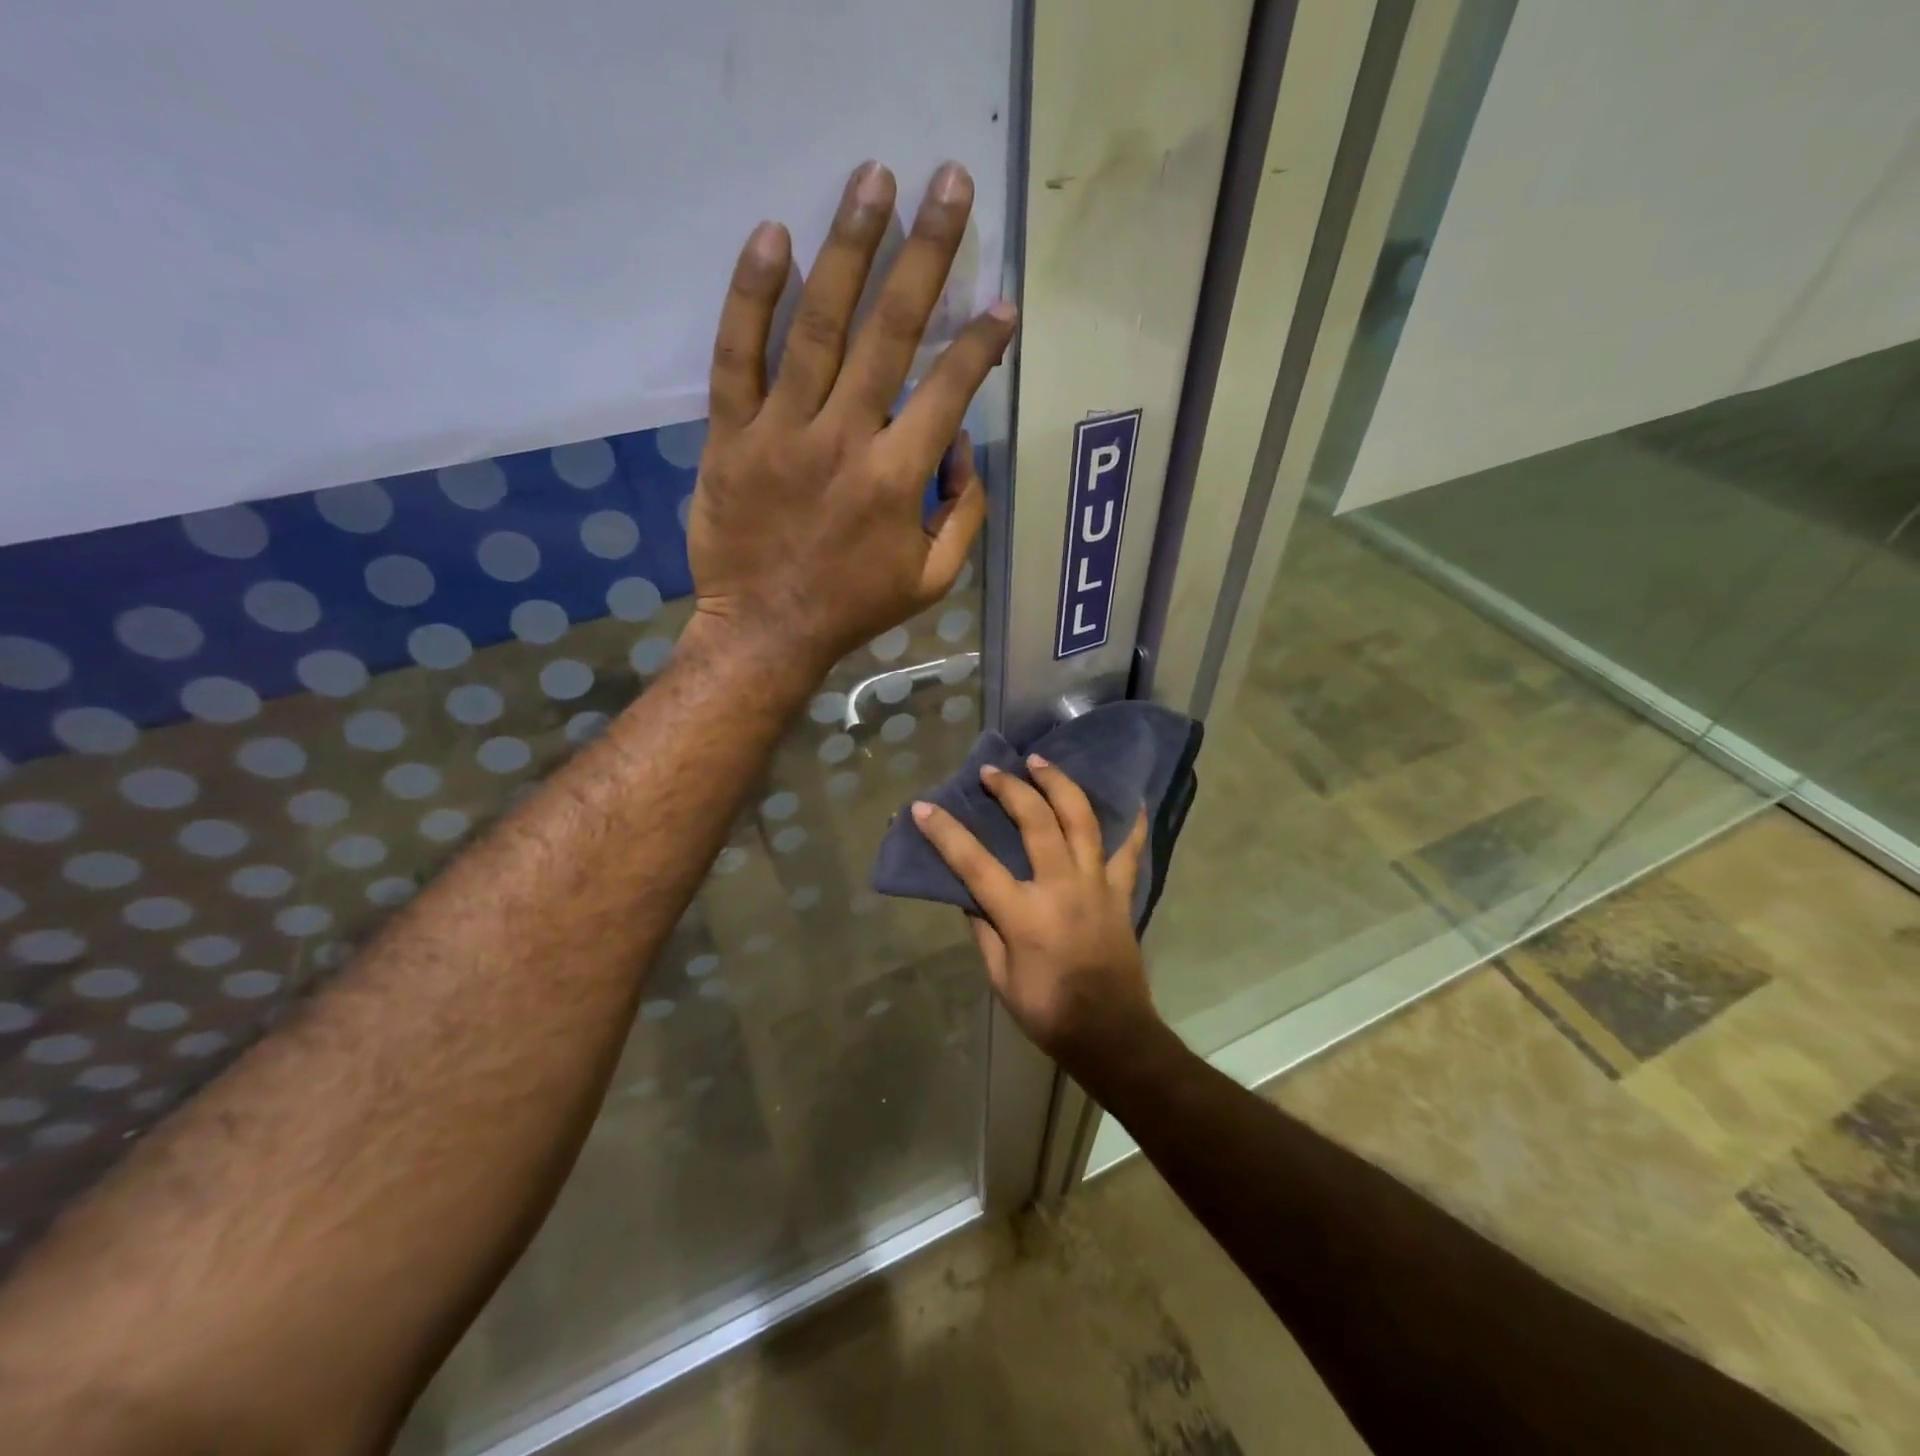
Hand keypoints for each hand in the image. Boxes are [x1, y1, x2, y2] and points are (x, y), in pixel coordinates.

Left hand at [687, 160, 1017, 673]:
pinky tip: (774, 237)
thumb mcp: (933, 580)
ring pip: (818, 327)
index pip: (948, 391)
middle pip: (890, 333)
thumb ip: (964, 513)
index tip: (1002, 304)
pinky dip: (752, 296)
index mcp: (897, 480)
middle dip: (926, 254)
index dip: (979, 344)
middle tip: (949, 185)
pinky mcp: (730, 436)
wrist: (765, 632)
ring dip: (850, 248)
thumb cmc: (854, 608)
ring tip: (875, 179)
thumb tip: (962, 447)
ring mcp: (781, 433)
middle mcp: (843, 441)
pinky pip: (736, 356)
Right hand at [910, 755, 1161, 1072]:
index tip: (923, 806)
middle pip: (1036, 822)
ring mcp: (1096, 885)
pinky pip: (1129, 849)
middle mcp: (1061, 887)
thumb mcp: (999, 977)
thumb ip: (984, 929)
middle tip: (993, 771)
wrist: (1111, 1033)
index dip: (946, 832)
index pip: (975, 863)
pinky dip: (1129, 821)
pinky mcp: (1121, 892)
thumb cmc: (1047, 1011)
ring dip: (1059, 784)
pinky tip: (1128, 796)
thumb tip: (971, 892)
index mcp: (1024, 914)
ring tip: (1041, 761)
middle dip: (1010, 789)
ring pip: (1081, 820)